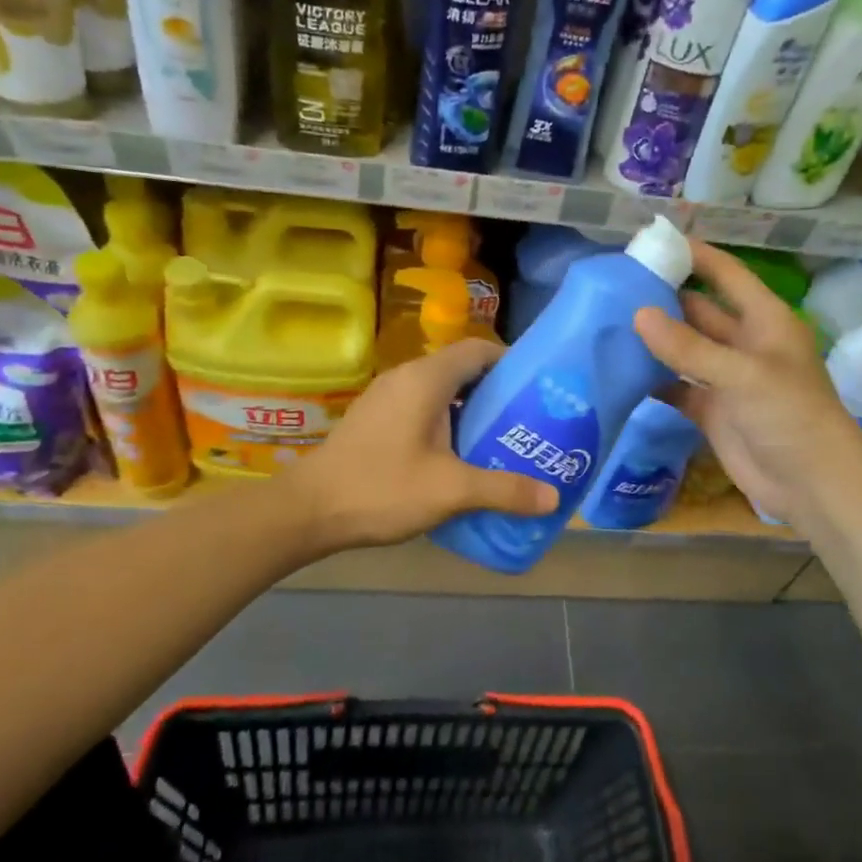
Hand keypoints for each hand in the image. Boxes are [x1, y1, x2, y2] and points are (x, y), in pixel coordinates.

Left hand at [287, 337, 558, 551]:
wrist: (308, 511)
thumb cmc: (381, 488)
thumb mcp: (451, 490)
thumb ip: (504, 490)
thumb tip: (553, 497)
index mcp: (425, 379)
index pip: (478, 350)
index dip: (512, 363)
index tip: (538, 390)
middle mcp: (405, 378)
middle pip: (462, 371)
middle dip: (497, 394)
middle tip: (529, 422)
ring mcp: (385, 399)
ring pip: (441, 394)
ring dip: (471, 413)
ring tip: (502, 442)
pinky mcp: (375, 421)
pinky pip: (422, 410)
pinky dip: (447, 425)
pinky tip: (460, 459)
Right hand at [634, 241, 861, 524]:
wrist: (811, 484)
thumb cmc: (790, 416)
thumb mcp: (743, 374)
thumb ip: (690, 347)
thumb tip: (638, 315)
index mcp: (765, 320)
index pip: (727, 275)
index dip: (695, 256)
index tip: (653, 242)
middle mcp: (744, 343)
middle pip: (699, 311)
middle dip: (663, 299)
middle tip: (614, 289)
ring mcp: (726, 379)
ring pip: (684, 350)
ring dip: (654, 340)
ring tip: (607, 325)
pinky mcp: (711, 411)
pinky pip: (676, 388)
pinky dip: (653, 381)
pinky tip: (619, 372)